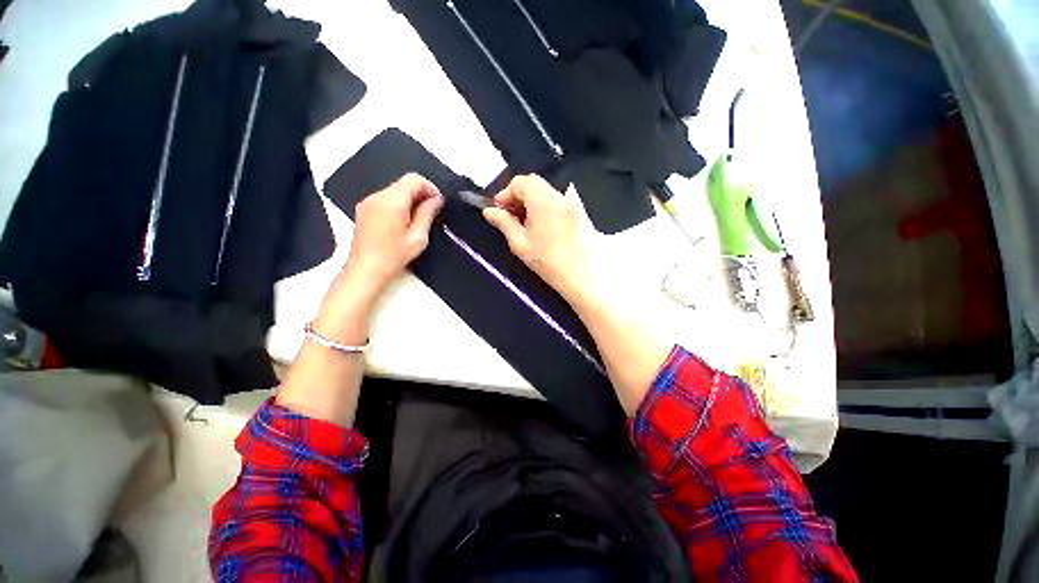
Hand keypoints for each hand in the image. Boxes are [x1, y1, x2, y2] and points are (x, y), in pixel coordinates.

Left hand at [314, 173, 442, 341]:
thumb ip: (427, 214)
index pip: (414, 179)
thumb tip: (436, 200)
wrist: (365, 271)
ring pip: (395, 191)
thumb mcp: (418, 237)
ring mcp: (368, 202)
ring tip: (418, 221)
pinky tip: (403, 223)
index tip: (438, 203)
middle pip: (404, 183)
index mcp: (392, 201)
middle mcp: (377, 196)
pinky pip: (385, 199)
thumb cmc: (393, 257)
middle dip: (420, 194)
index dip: (430, 188)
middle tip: (431, 213)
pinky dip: (398, 205)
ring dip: (410, 200)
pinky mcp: (364, 210)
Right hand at [483, 174, 591, 298]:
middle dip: (517, 194)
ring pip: (543, 189)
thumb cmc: (545, 260)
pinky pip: (552, 198)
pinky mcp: (573, 211)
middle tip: (509, 214)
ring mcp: (567, 203)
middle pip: (532, 182)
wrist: (575, 274)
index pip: (520, 182)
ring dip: (529, 199)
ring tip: (522, 220)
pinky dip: (540, 204)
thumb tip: (488, 211)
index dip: (505, 194)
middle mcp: (557, 196)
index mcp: (543, 201)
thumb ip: (503, 222)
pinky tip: (536, 223)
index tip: (498, 211)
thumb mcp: (519, 242)